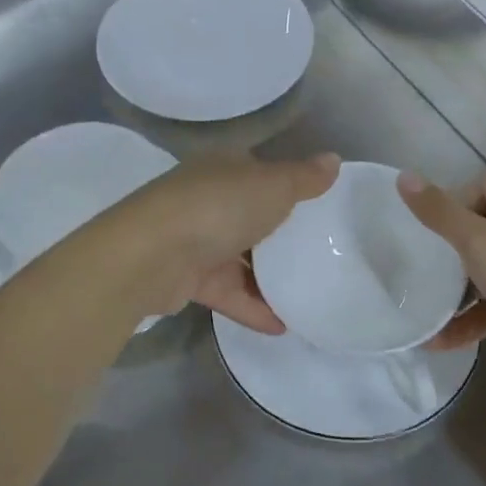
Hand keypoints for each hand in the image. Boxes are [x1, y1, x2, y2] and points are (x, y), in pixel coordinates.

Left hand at [110, 152, 339, 332]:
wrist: (151, 255)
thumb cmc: (218, 208)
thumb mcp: (272, 187)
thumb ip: (304, 178)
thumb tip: (333, 159)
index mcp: (223, 168)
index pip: (259, 173)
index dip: (287, 187)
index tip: (318, 210)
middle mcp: (205, 198)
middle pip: (249, 216)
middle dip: (279, 236)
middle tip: (319, 256)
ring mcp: (193, 239)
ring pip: (237, 257)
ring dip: (267, 277)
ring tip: (307, 296)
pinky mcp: (185, 278)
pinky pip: (226, 291)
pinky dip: (251, 306)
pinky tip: (281, 325)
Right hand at [397, 170, 485, 389]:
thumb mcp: (478, 242)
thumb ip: (439, 211)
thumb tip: (404, 176)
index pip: (483, 184)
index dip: (453, 202)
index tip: (430, 231)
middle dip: (452, 247)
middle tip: (423, 265)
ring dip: (460, 287)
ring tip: (425, 305)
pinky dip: (477, 314)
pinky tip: (443, 339)